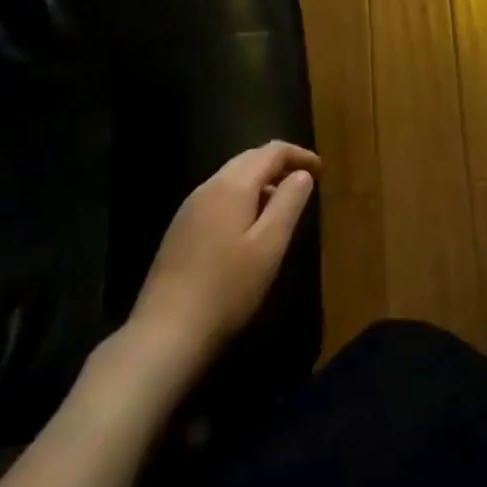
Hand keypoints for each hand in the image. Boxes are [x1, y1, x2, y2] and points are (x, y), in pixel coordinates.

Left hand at [127, 141, 319, 367]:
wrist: (164, 334)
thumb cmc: (227, 288)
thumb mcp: (270, 245)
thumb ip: (289, 203)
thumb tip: (301, 174)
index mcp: (232, 185)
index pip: (271, 151)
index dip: (299, 155)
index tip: (321, 171)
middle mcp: (208, 187)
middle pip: (249, 159)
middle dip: (280, 165)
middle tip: (305, 182)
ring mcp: (189, 209)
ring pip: (232, 178)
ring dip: (261, 182)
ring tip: (282, 205)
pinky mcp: (180, 230)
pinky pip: (218, 198)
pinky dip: (242, 198)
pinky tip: (249, 228)